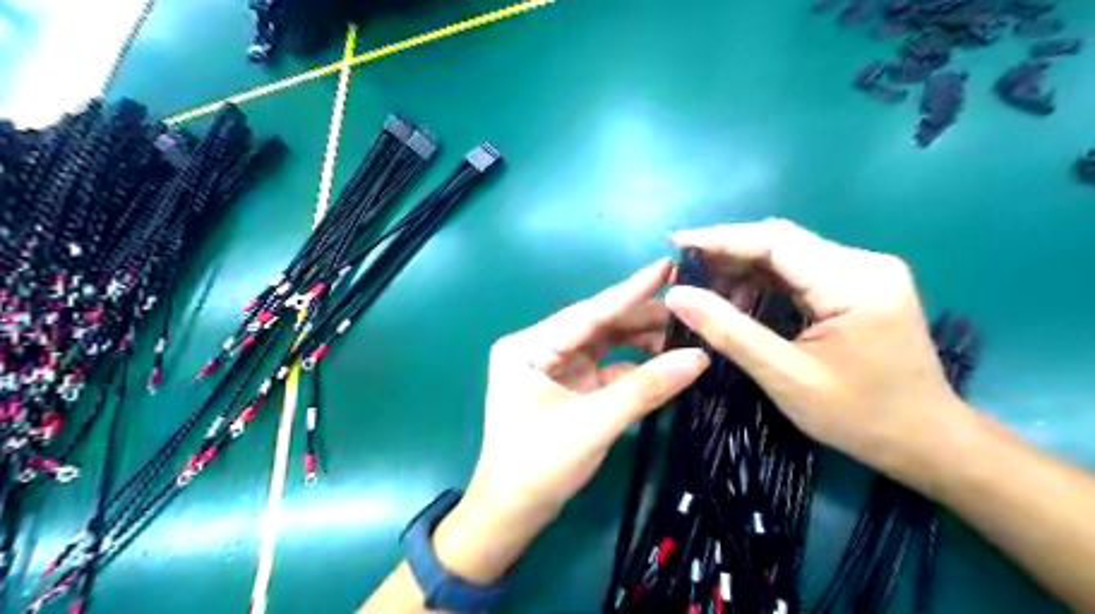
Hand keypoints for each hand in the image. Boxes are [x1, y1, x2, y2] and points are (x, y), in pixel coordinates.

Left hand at [432, 256, 714, 581]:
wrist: (512, 514)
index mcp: (528, 347)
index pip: (589, 312)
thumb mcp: (594, 423)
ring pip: (605, 345)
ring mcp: (555, 368)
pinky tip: (664, 364)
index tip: (666, 265)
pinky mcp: (568, 387)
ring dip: (640, 342)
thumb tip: (699, 357)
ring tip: (684, 333)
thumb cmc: (539, 466)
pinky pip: (606, 369)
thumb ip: (646, 388)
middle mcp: (539, 349)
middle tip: (688, 306)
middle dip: (641, 318)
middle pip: (598, 326)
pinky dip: (633, 368)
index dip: (631, 291)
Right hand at [659, 221, 973, 489]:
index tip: (676, 243)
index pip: (775, 241)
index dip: (721, 238)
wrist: (929, 441)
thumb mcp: (786, 377)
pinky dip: (764, 282)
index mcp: (853, 281)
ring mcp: (864, 273)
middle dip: (728, 254)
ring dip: (744, 269)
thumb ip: (730, 332)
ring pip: (788, 255)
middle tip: (684, 274)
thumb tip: (677, 296)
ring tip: (705, 290)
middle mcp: (863, 263)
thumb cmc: (860, 416)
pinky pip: (800, 272)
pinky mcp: (860, 286)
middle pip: (781, 242)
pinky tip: (739, 300)